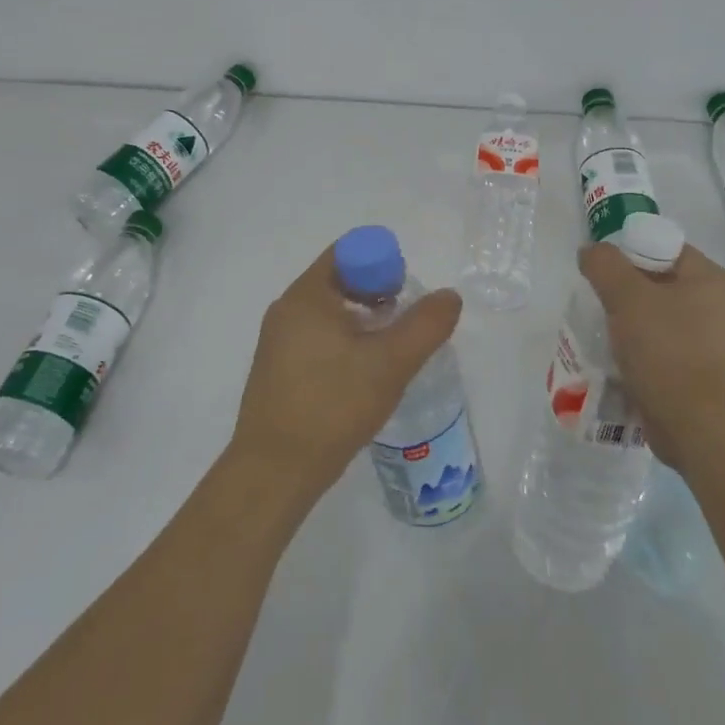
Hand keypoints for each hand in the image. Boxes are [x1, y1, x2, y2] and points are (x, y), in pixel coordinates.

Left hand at [230, 244, 462, 499]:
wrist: (274, 473)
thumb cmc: (333, 406)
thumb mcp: (390, 364)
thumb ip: (426, 325)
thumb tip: (450, 296)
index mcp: (306, 296)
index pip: (349, 252)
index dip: (383, 264)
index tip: (404, 298)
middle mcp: (287, 309)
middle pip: (340, 279)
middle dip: (377, 293)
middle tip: (404, 325)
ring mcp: (278, 340)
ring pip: (330, 311)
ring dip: (364, 320)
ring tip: (388, 353)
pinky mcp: (278, 369)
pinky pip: (317, 336)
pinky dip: (345, 342)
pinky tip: (362, 376)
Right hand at [577, 240, 724, 472]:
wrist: (697, 426)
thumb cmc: (666, 350)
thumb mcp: (627, 297)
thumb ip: (604, 265)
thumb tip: (591, 252)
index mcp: (709, 278)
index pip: (662, 247)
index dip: (627, 253)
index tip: (600, 274)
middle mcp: (716, 305)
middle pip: (657, 283)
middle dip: (623, 292)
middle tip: (596, 303)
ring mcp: (710, 341)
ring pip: (656, 318)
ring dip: (627, 324)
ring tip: (600, 333)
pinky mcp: (699, 372)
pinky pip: (661, 349)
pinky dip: (638, 351)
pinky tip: (616, 360)